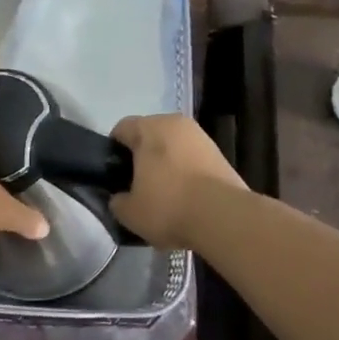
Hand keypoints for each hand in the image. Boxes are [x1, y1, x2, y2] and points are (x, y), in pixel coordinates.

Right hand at [108, 113, 247, 247]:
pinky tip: (187, 198)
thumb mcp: (130, 213)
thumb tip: (120, 198)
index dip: (114, 151)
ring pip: (173, 146)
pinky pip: (192, 158)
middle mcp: (174, 122)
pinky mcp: (219, 153)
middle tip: (139, 186)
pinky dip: (186, 172)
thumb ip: (117, 201)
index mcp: (148, 128)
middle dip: (143, 156)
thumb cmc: (168, 206)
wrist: (223, 217)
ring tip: (166, 195)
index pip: (122, 129)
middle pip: (150, 135)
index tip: (116, 175)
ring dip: (167, 164)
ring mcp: (200, 136)